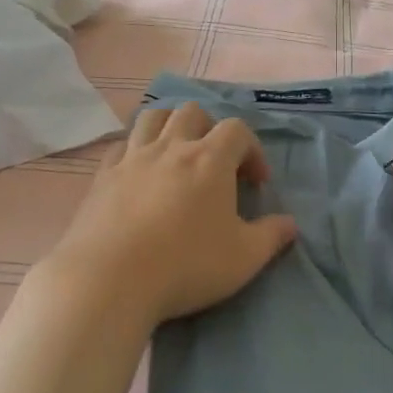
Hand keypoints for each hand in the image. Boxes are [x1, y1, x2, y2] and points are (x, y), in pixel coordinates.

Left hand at [37, 103, 297, 331]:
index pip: (237, 130)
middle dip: (210, 128)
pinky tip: (138, 173)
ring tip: (176, 155)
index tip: (255, 182)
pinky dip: (135, 150)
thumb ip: (272, 237)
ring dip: (170, 127)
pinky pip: (120, 146)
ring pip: (152, 118)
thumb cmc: (186, 265)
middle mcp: (171, 148)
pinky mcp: (102, 176)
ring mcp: (132, 158)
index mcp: (210, 159)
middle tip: (215, 162)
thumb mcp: (244, 258)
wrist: (109, 280)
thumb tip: (290, 224)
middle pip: (192, 111)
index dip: (252, 149)